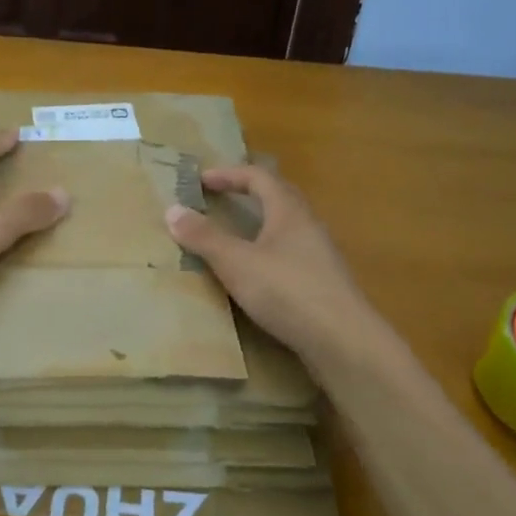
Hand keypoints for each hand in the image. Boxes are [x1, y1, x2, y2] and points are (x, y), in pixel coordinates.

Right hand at [164, 165, 376, 367]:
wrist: (342, 341)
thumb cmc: (287, 291)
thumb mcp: (237, 263)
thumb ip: (205, 237)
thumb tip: (172, 210)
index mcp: (289, 212)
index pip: (259, 177)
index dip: (229, 174)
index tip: (201, 180)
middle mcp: (308, 226)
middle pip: (278, 197)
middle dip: (248, 193)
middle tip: (220, 199)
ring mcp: (319, 256)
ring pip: (286, 228)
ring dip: (260, 224)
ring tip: (234, 237)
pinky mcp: (323, 284)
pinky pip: (290, 255)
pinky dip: (268, 253)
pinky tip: (257, 275)